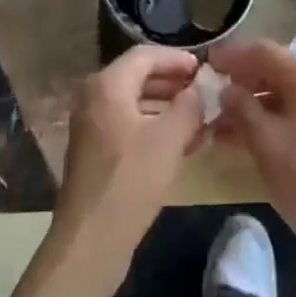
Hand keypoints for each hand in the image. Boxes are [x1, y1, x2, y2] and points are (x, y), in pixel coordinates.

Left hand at [52, 45, 204, 289]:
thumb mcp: (168, 139)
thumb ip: (189, 106)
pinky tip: (182, 144)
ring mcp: (92, 125)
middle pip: (139, 77)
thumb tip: (202, 88)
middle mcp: (94, 97)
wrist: (90, 241)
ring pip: (135, 103)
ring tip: (200, 119)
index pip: (145, 55)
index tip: (204, 70)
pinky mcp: (96, 151)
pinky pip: (129, 125)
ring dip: (168, 107)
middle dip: (174, 83)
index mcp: (107, 85)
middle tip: (205, 92)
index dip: (177, 59)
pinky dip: (154, 127)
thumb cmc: (131, 181)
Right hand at [209, 38, 295, 269]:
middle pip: (268, 70)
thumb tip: (224, 89)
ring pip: (274, 96)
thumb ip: (240, 107)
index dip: (231, 55)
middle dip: (237, 81)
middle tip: (206, 93)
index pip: (261, 51)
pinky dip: (259, 122)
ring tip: (212, 123)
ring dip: (244, 105)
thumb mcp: (263, 140)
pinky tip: (233, 140)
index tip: (204, 63)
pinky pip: (282, 116)